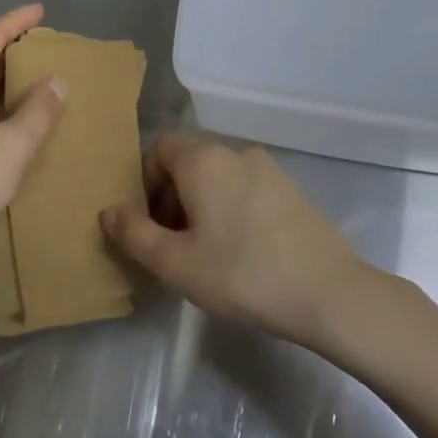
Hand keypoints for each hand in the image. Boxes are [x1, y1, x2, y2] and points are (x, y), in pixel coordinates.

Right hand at [102, 134, 371, 345]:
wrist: (327, 291)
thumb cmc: (242, 274)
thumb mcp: (176, 263)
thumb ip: (135, 234)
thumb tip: (110, 211)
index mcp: (204, 159)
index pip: (159, 146)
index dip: (143, 180)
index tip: (146, 222)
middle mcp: (236, 152)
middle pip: (188, 160)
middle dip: (169, 194)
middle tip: (169, 242)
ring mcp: (269, 168)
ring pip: (218, 175)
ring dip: (199, 202)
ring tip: (202, 250)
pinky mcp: (291, 189)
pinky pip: (245, 187)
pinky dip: (229, 206)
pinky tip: (238, 249)